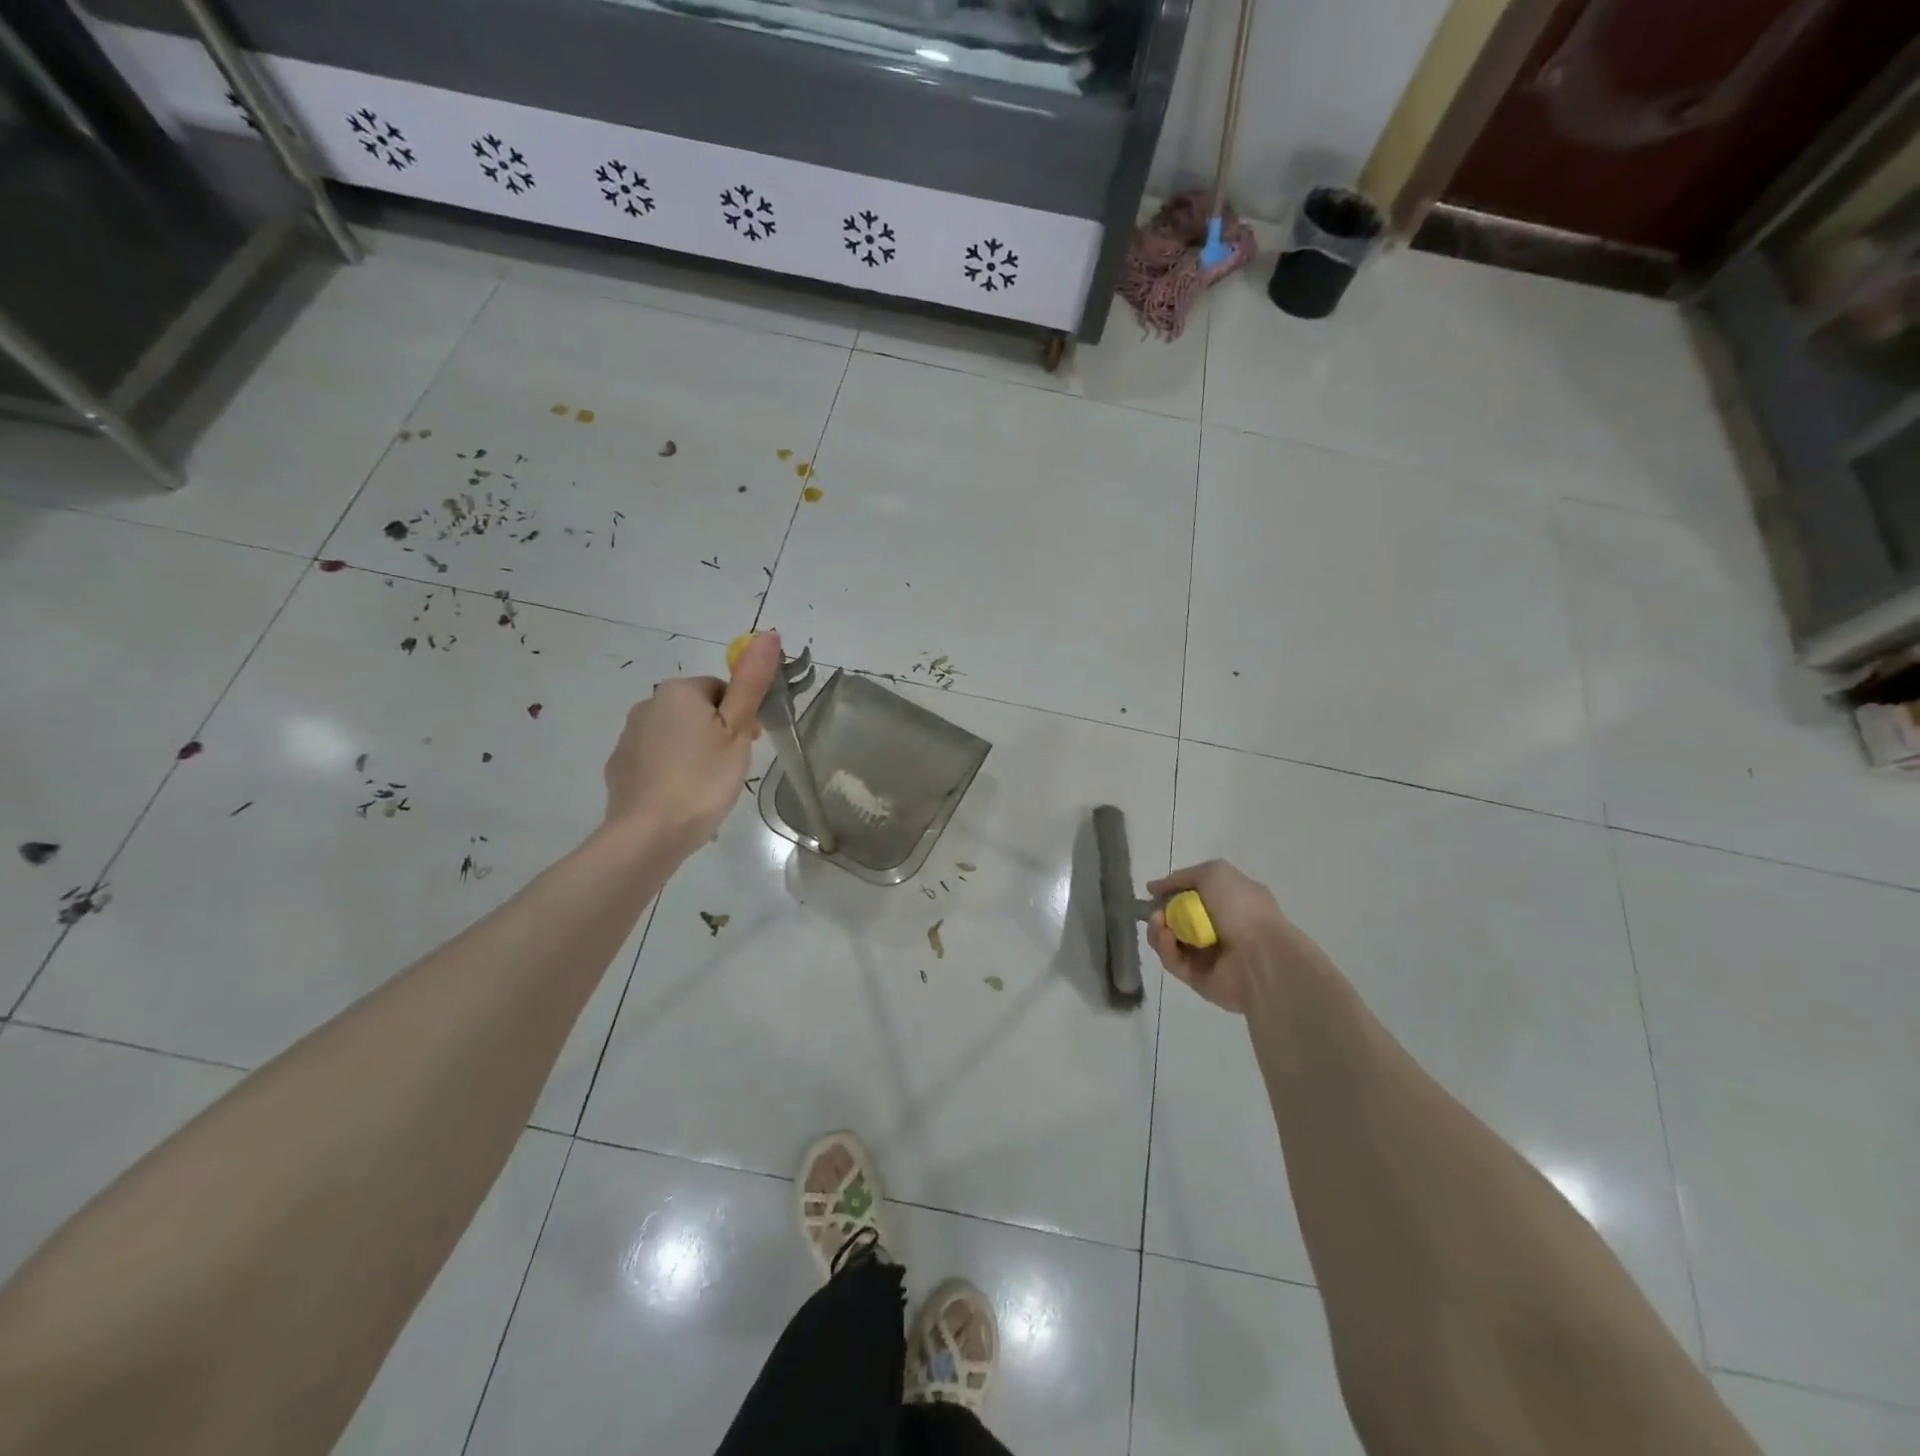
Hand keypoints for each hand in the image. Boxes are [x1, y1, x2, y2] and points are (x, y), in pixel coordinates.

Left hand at [601, 632, 781, 852]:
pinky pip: (656, 759)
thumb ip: (751, 682)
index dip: (741, 717)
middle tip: (731, 769)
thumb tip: (768, 634)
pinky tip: (683, 797)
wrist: (648, 834)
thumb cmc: (702, 779)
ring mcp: (628, 736)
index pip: (722, 690)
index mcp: (678, 691)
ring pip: (677, 736)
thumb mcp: (737, 730)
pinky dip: (672, 771)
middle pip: (698, 711)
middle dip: (718, 734)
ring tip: (708, 787)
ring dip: (695, 752)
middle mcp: (647, 704)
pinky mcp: (620, 766)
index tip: (749, 746)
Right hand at [1146, 860, 1323, 1014]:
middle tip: (1155, 911)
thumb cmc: (1242, 908)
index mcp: (1229, 903)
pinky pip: (1173, 962)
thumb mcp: (1215, 873)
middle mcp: (1218, 929)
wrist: (1262, 957)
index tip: (1154, 892)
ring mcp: (1208, 955)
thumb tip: (1154, 888)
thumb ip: (1182, 877)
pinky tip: (1166, 937)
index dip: (1171, 892)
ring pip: (1170, 941)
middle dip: (1160, 912)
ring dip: (1157, 929)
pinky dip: (1165, 948)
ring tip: (1158, 922)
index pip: (1192, 896)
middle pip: (1176, 919)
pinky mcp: (1198, 979)